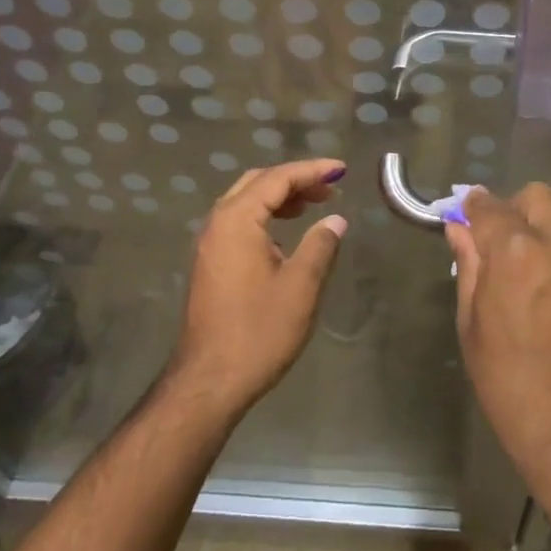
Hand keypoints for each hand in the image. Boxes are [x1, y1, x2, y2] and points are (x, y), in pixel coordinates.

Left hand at [168, 159, 347, 414]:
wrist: (210, 381)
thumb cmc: (258, 331)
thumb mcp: (301, 286)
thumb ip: (320, 245)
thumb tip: (335, 220)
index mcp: (237, 220)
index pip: (277, 179)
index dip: (311, 170)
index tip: (341, 169)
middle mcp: (217, 224)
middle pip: (257, 183)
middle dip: (295, 179)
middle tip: (329, 188)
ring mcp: (209, 244)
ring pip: (246, 202)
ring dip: (280, 197)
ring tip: (314, 205)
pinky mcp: (210, 264)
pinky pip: (239, 222)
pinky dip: (266, 216)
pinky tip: (287, 234)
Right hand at [444, 184, 550, 486]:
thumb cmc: (511, 385)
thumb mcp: (473, 327)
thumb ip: (468, 267)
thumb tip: (459, 227)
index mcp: (514, 253)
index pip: (488, 207)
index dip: (474, 208)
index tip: (470, 215)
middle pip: (537, 196)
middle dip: (517, 210)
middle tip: (510, 241)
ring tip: (550, 253)